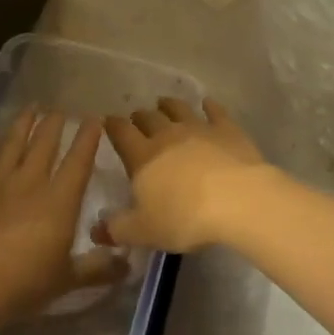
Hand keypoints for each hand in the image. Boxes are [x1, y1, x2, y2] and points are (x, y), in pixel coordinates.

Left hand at [0, 108, 127, 318]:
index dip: (88, 139)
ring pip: (13, 143)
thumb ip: (96, 269)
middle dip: (55, 124)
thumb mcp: (67, 280)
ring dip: (24, 123)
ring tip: (31, 107)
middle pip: (45, 143)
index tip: (94, 119)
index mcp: (60, 200)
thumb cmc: (24, 283)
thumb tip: (127, 264)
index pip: (78, 161)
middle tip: (60, 109)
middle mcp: (31, 182)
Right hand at [97, 98, 278, 252]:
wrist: (237, 199)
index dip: (113, 126)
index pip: (121, 133)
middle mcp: (167, 135)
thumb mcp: (144, 231)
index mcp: (142, 156)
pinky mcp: (227, 129)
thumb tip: (97, 228)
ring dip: (169, 105)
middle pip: (149, 118)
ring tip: (164, 103)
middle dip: (140, 116)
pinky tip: (208, 103)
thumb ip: (118, 229)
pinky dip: (210, 106)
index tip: (108, 121)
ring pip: (179, 109)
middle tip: (137, 117)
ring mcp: (199, 128)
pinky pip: (215, 112)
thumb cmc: (185, 217)